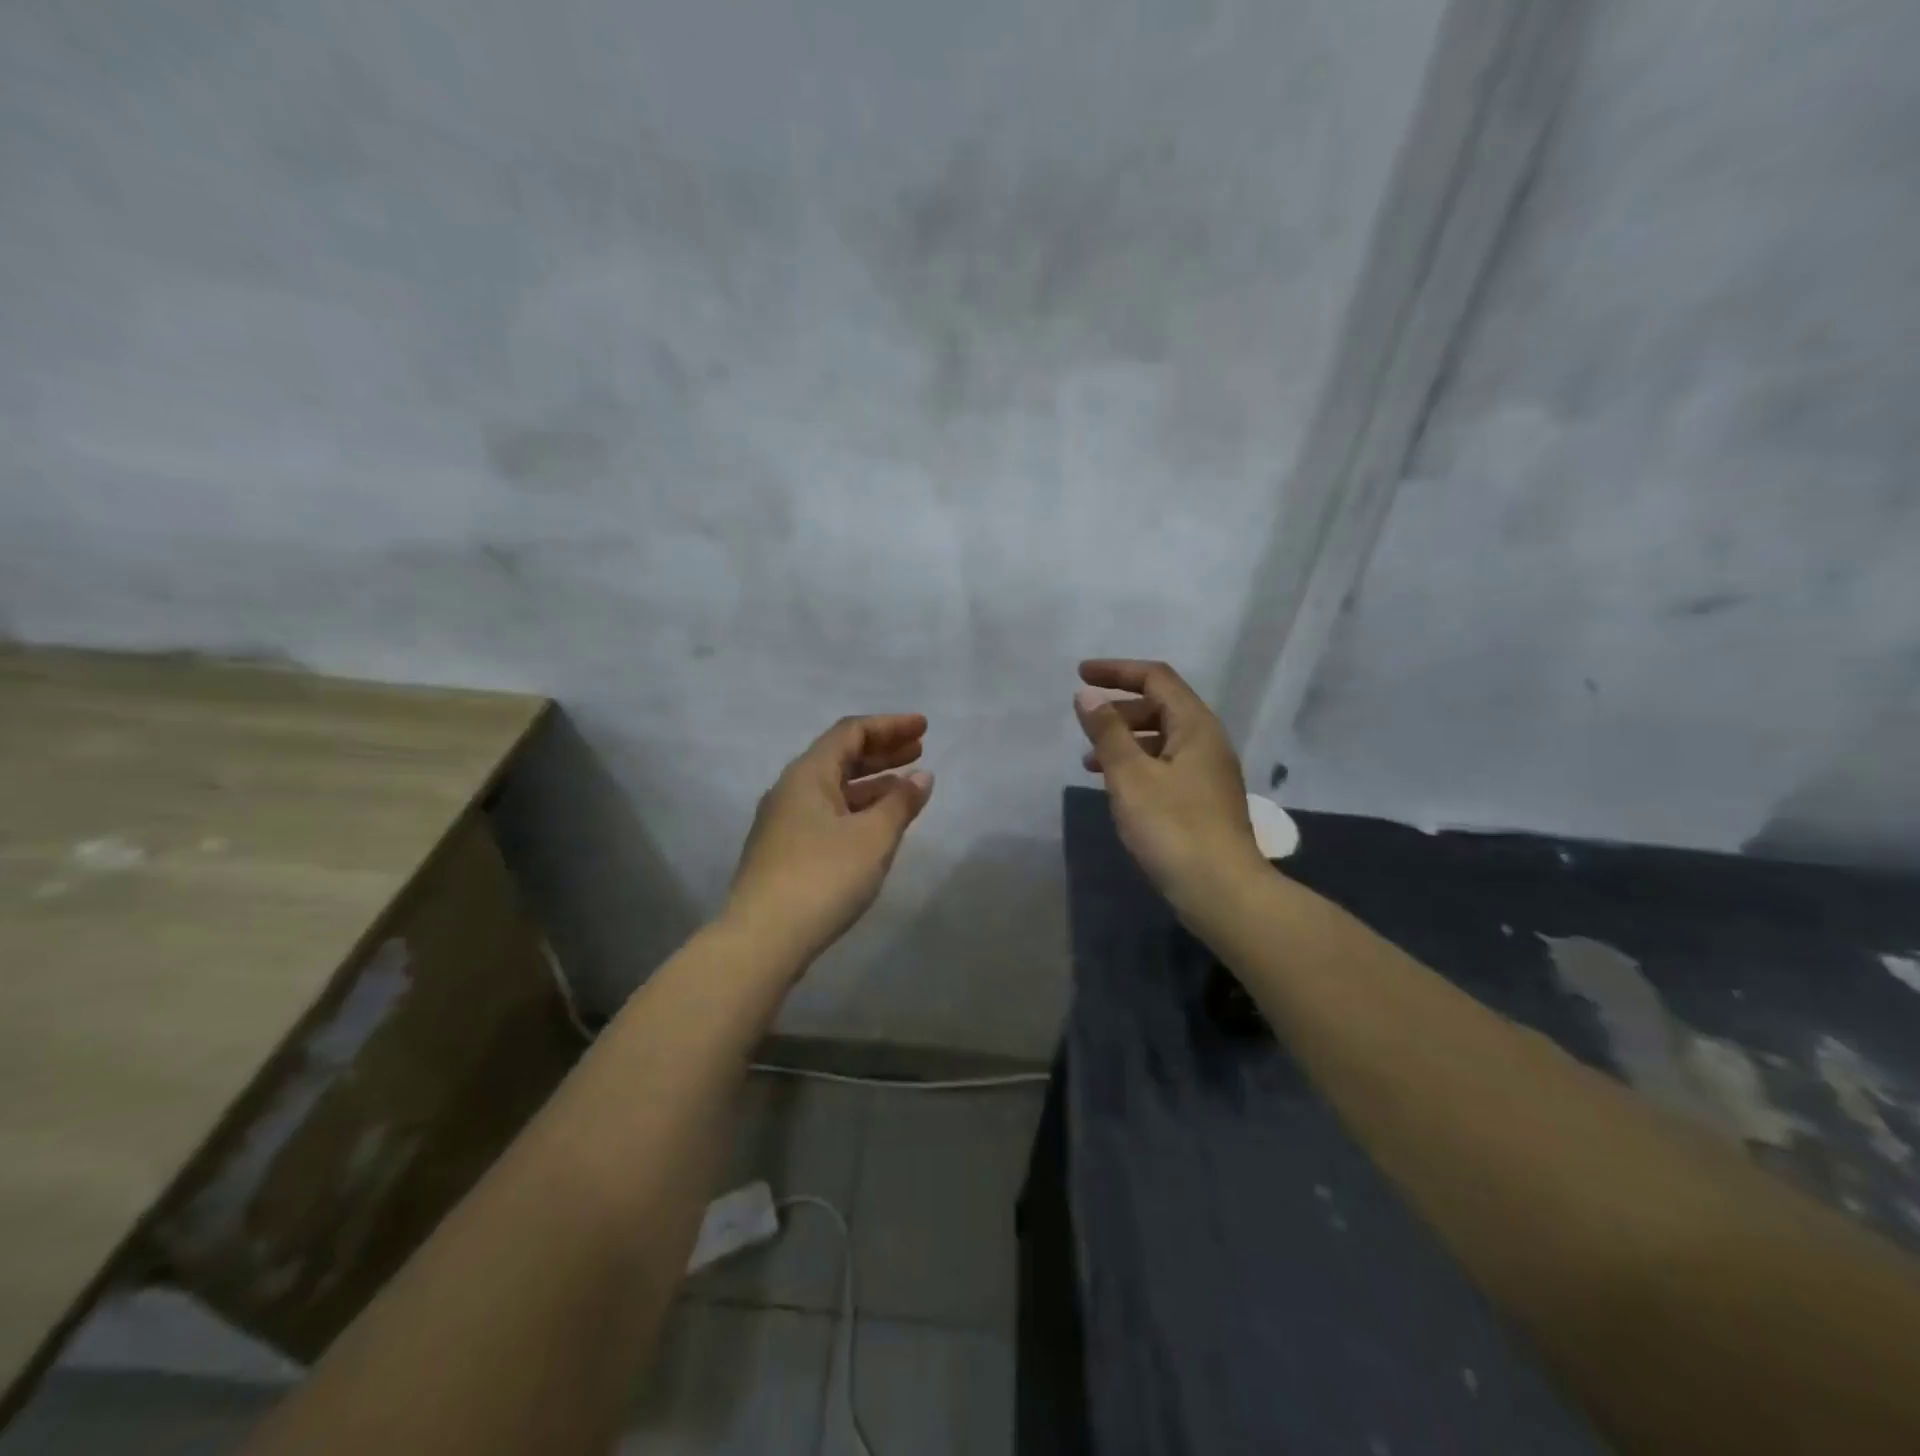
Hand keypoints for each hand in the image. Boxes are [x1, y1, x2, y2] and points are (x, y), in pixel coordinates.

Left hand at [725, 714, 934, 967]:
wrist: (763, 939)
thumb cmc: (823, 877)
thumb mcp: (873, 837)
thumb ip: (900, 803)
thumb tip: (921, 776)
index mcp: (808, 775)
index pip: (851, 732)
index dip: (889, 725)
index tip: (923, 727)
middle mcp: (791, 790)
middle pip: (840, 756)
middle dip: (882, 751)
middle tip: (920, 750)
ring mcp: (784, 822)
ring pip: (834, 788)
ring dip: (872, 782)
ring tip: (907, 787)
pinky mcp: (784, 851)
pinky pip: (828, 813)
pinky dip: (857, 808)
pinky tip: (877, 825)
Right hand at [1074, 660, 1265, 916]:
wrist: (1222, 892)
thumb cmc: (1173, 827)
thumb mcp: (1131, 776)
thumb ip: (1107, 732)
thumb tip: (1087, 695)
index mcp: (1195, 726)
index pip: (1157, 678)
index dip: (1118, 670)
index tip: (1080, 674)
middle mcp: (1207, 742)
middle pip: (1162, 706)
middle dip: (1120, 708)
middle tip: (1086, 722)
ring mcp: (1208, 773)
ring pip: (1162, 739)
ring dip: (1125, 740)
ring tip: (1090, 762)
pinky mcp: (1202, 801)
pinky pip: (1165, 766)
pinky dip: (1137, 765)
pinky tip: (1117, 789)